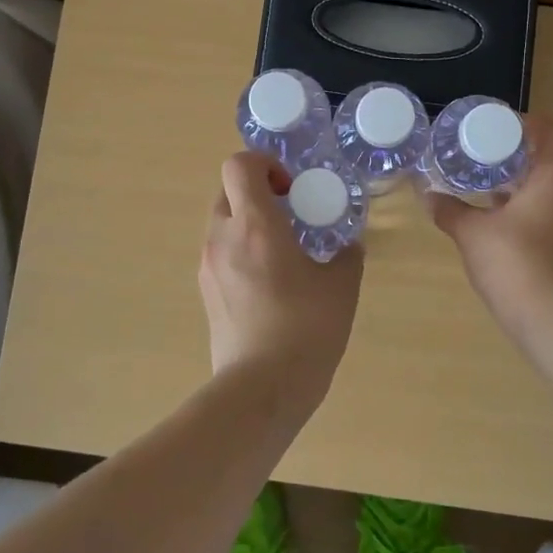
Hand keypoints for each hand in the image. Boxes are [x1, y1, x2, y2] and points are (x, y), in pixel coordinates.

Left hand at [199, 152, 362, 404]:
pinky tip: (269, 286)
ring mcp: (208, 266)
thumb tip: (346, 247)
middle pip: (227, 191)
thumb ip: (345, 256)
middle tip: (289, 216)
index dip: (264, 163)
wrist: (261, 389)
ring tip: (281, 254)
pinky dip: (240, 253)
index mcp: (254, 225)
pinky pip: (220, 254)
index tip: (290, 187)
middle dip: (257, 194)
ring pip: (222, 224)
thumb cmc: (306, 329)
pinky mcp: (205, 293)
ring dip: (248, 224)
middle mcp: (222, 238)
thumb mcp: (341, 287)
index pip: (239, 165)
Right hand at [428, 116, 552, 341]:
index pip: (552, 132)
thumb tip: (427, 195)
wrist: (552, 319)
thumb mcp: (471, 232)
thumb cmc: (513, 261)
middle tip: (488, 163)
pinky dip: (538, 215)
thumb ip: (450, 210)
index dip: (527, 125)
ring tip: (494, 197)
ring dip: (529, 191)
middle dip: (521, 162)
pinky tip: (509, 229)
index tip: (500, 129)